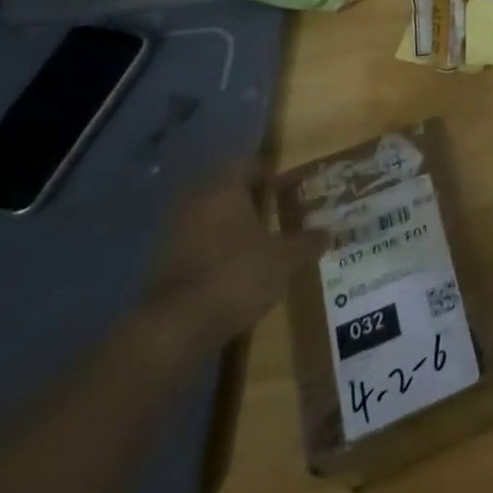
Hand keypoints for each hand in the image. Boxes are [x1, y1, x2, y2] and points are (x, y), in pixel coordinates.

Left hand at [140, 169, 321, 352]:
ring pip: (213, 217)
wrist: (176, 327)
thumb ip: (307, 242)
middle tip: (281, 208)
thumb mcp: (285, 258)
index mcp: (225, 189)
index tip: (292, 183)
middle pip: (229, 190)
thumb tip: (328, 232)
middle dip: (254, 198)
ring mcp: (175, 232)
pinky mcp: (165, 263)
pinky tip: (239, 264)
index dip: (272, 172)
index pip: (250, 164)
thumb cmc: (237, 274)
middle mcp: (197, 202)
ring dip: (235, 224)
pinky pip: (200, 242)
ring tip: (263, 238)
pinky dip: (219, 248)